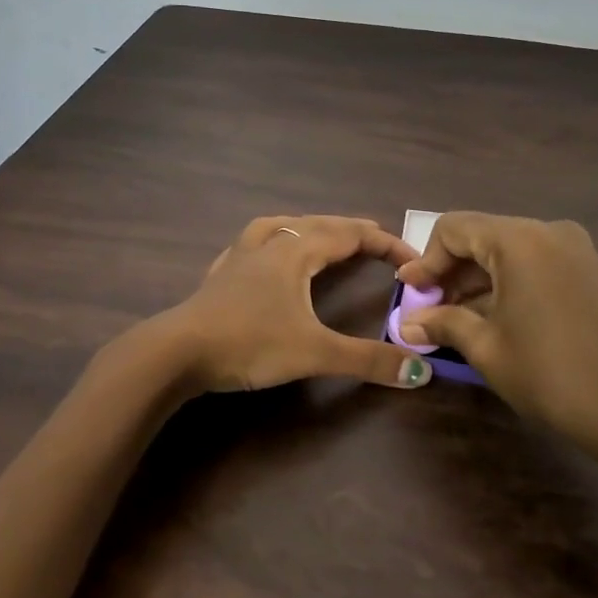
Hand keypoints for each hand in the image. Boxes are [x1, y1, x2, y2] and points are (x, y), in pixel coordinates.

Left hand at [154, 216, 436, 394]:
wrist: (177, 351)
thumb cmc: (249, 343)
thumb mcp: (314, 353)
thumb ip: (367, 360)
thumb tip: (421, 373)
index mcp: (296, 252)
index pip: (350, 234)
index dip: (385, 243)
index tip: (413, 258)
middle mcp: (270, 244)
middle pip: (318, 225)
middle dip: (352, 231)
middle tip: (378, 241)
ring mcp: (240, 256)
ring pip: (282, 227)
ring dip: (311, 228)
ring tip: (324, 235)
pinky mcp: (221, 274)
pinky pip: (254, 243)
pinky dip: (274, 241)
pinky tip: (267, 254)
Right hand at [396, 213, 597, 473]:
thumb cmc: (550, 373)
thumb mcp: (487, 348)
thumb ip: (444, 323)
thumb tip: (408, 323)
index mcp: (518, 239)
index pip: (454, 228)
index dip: (425, 260)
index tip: (409, 293)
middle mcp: (547, 231)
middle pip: (482, 236)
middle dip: (451, 272)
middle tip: (428, 309)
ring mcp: (574, 250)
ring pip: (509, 252)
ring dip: (478, 280)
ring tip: (455, 319)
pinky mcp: (589, 271)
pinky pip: (535, 264)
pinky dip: (507, 284)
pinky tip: (492, 318)